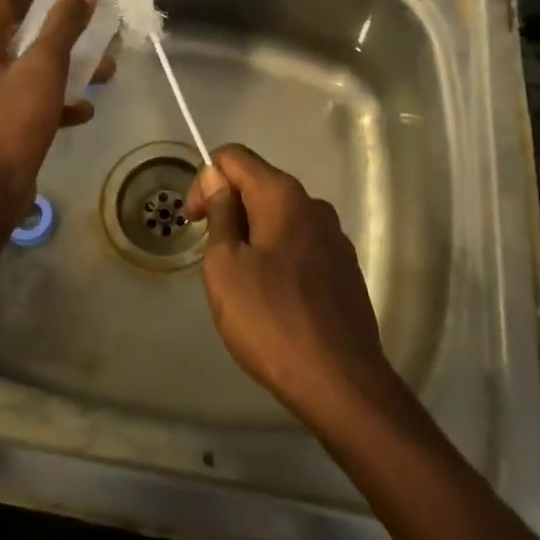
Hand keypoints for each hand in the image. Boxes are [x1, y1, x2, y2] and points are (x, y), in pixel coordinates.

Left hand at [0, 0, 109, 233]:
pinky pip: (31, 98)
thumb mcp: (44, 66)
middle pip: (21, 29)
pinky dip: (57, 98)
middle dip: (62, 25)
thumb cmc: (12, 121)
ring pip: (30, 65)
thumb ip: (64, 23)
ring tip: (104, 67)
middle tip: (95, 20)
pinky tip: (85, 109)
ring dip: (67, 63)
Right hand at [185, 145, 400, 428]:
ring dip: (253, 234)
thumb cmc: (271, 319)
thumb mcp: (225, 266)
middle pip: (259, 184)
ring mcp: (334, 237)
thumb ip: (220, 214)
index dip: (205, 179)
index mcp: (283, 195)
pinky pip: (301, 245)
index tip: (194, 221)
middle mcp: (313, 205)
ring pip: (280, 217)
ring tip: (240, 281)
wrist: (341, 382)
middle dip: (229, 208)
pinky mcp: (345, 268)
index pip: (234, 156)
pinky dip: (278, 255)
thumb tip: (218, 180)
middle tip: (211, 255)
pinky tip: (272, 298)